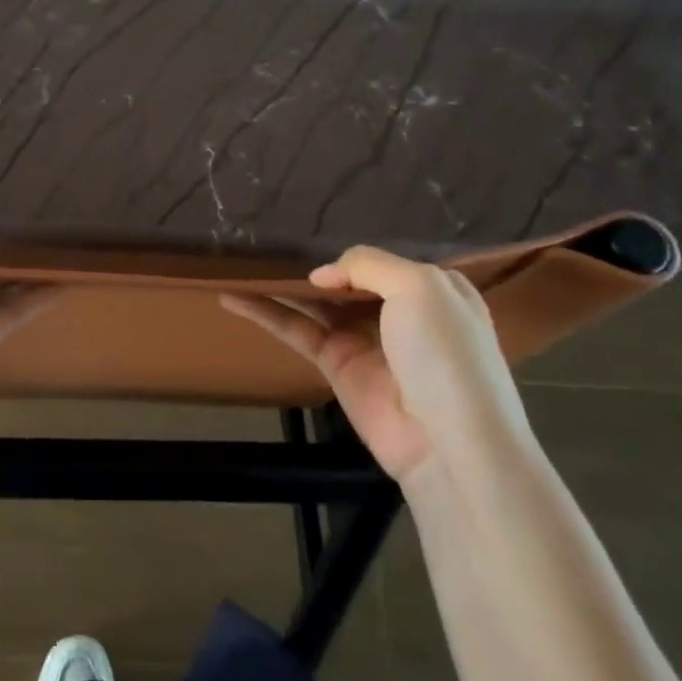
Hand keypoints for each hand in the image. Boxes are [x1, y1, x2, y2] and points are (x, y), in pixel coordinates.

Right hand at [221, 248, 528, 483]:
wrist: (448, 444)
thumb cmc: (445, 353)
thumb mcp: (420, 287)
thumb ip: (367, 264)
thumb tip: (321, 275)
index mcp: (431, 288)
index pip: (385, 260)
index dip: (354, 252)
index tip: (318, 237)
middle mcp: (397, 311)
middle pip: (347, 279)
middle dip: (314, 264)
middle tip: (270, 245)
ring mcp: (364, 339)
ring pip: (315, 303)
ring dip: (281, 286)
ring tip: (239, 264)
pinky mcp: (336, 366)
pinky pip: (296, 330)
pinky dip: (264, 313)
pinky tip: (232, 297)